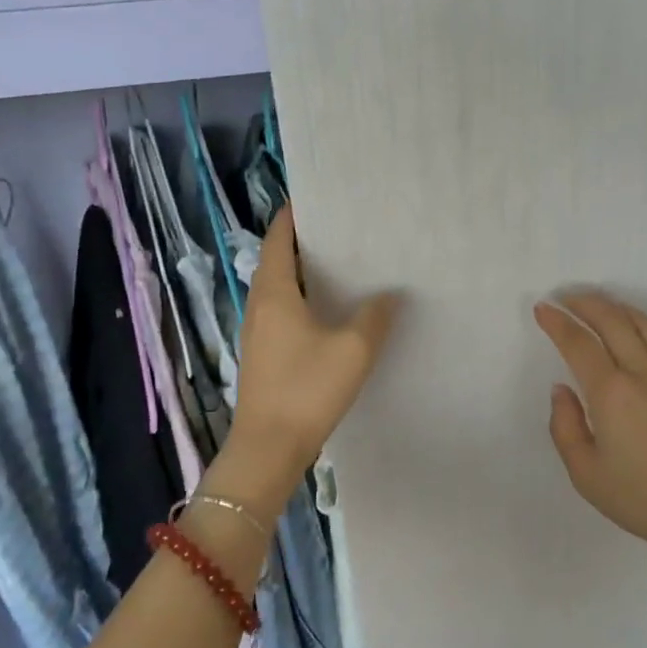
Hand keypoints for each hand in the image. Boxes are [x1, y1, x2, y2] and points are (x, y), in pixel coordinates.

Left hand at [229, 207, 400, 479]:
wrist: (269, 449)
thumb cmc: (307, 390)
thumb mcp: (353, 349)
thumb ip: (374, 316)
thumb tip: (389, 294)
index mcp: (274, 293)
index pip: (277, 240)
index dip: (292, 217)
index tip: (316, 199)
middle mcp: (259, 306)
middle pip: (276, 261)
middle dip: (303, 243)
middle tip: (341, 230)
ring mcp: (258, 333)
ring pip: (279, 289)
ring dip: (303, 273)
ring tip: (342, 265)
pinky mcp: (264, 356)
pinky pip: (282, 313)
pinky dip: (303, 300)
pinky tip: (331, 312)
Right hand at [534, 293, 646, 571]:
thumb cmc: (644, 499)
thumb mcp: (587, 475)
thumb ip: (565, 427)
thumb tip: (562, 390)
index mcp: (612, 394)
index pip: (579, 344)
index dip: (557, 322)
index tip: (543, 308)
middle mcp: (644, 373)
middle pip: (613, 321)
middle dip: (585, 303)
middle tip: (567, 297)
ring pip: (645, 325)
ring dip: (618, 308)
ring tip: (601, 304)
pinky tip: (643, 332)